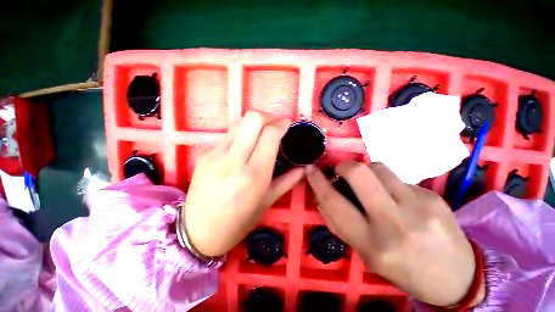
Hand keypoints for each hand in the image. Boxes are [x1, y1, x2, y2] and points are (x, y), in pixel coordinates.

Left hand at [183, 111, 303, 256]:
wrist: (198, 232)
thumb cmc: (239, 222)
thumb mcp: (267, 202)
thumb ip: (287, 181)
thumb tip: (303, 168)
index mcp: (254, 175)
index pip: (269, 135)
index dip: (281, 124)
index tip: (287, 123)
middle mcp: (234, 161)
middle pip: (252, 119)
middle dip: (267, 117)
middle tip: (273, 126)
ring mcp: (216, 155)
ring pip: (238, 122)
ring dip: (253, 123)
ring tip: (259, 133)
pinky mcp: (204, 155)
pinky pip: (227, 135)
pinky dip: (240, 133)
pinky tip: (243, 145)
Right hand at [306, 161, 484, 306]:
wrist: (458, 278)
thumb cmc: (404, 270)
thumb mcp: (365, 255)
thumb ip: (339, 223)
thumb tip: (322, 197)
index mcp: (372, 243)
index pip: (334, 202)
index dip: (317, 181)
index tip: (309, 168)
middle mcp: (394, 222)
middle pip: (358, 173)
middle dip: (342, 165)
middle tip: (341, 171)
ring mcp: (418, 205)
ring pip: (378, 167)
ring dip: (366, 171)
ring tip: (372, 186)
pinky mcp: (433, 195)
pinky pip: (398, 178)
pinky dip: (388, 183)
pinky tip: (398, 199)